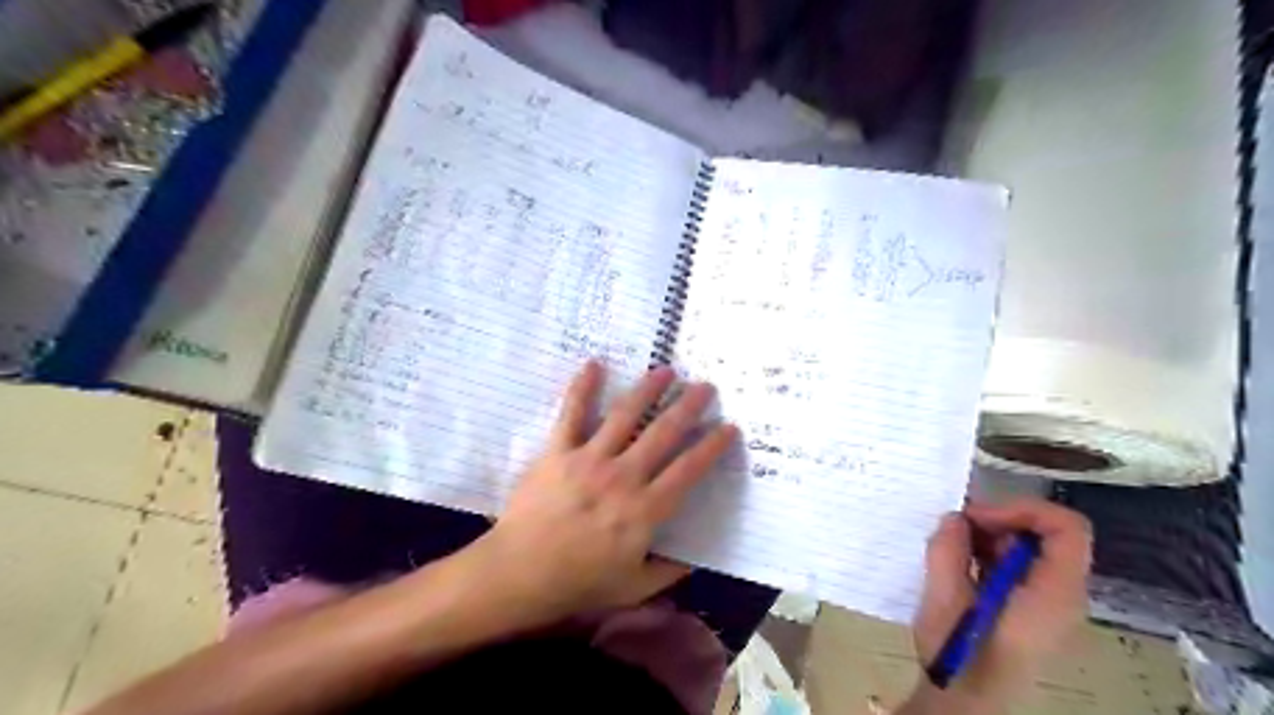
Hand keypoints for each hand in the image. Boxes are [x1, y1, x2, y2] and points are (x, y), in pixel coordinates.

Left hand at [465, 359, 737, 628]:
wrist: (518, 574)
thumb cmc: (578, 583)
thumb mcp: (633, 588)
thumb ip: (668, 573)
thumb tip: (695, 560)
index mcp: (645, 510)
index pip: (688, 470)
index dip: (712, 447)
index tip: (728, 427)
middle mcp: (622, 477)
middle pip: (663, 434)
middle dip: (688, 407)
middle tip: (705, 386)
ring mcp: (589, 459)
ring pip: (625, 415)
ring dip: (648, 390)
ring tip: (665, 370)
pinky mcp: (558, 451)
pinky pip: (571, 414)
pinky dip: (582, 387)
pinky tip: (595, 364)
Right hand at [900, 501, 1088, 712]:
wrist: (965, 702)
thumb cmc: (960, 654)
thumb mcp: (944, 598)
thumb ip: (949, 550)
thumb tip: (955, 518)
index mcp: (1053, 593)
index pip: (1067, 528)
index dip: (1023, 509)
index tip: (978, 516)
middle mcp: (1062, 595)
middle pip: (1048, 535)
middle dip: (1001, 521)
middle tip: (957, 527)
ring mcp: (1048, 604)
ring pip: (1031, 549)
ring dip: (992, 537)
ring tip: (953, 546)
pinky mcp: (1031, 610)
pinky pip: (1020, 567)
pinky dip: (991, 555)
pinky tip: (960, 564)